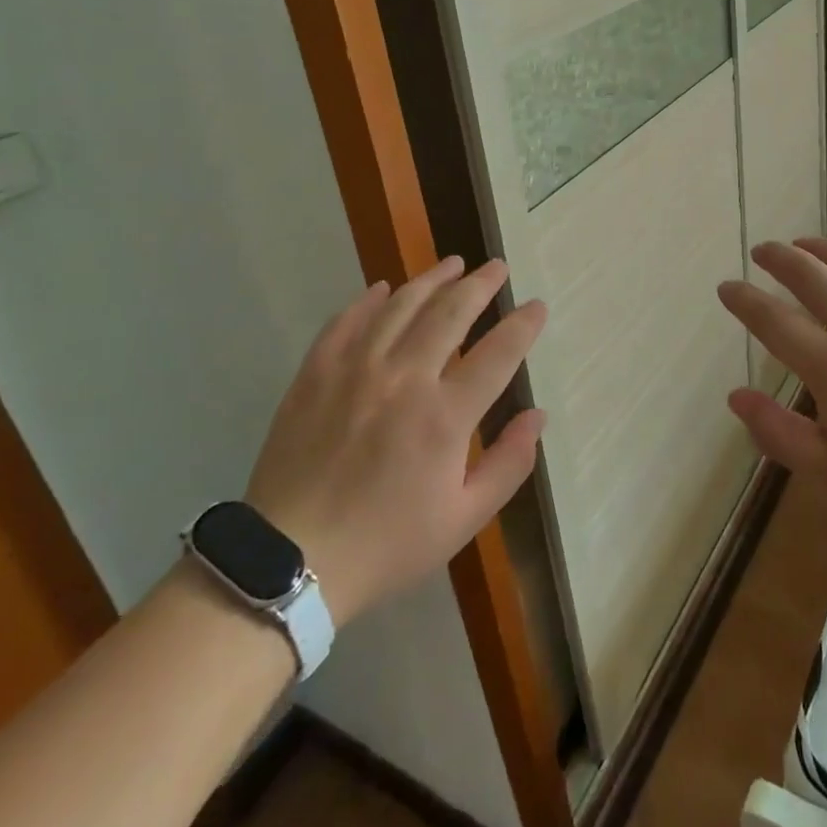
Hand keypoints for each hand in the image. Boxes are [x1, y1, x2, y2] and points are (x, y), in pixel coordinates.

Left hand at [244, 256, 546, 624]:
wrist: (289, 562)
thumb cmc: (386, 544)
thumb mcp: (463, 520)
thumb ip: (508, 464)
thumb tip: (537, 416)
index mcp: (444, 417)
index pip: (498, 353)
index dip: (523, 325)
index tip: (537, 306)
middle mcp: (404, 379)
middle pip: (450, 313)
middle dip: (480, 285)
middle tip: (497, 267)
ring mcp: (355, 371)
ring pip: (400, 306)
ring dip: (432, 280)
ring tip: (453, 264)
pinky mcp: (315, 374)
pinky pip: (345, 321)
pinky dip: (368, 300)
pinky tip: (383, 288)